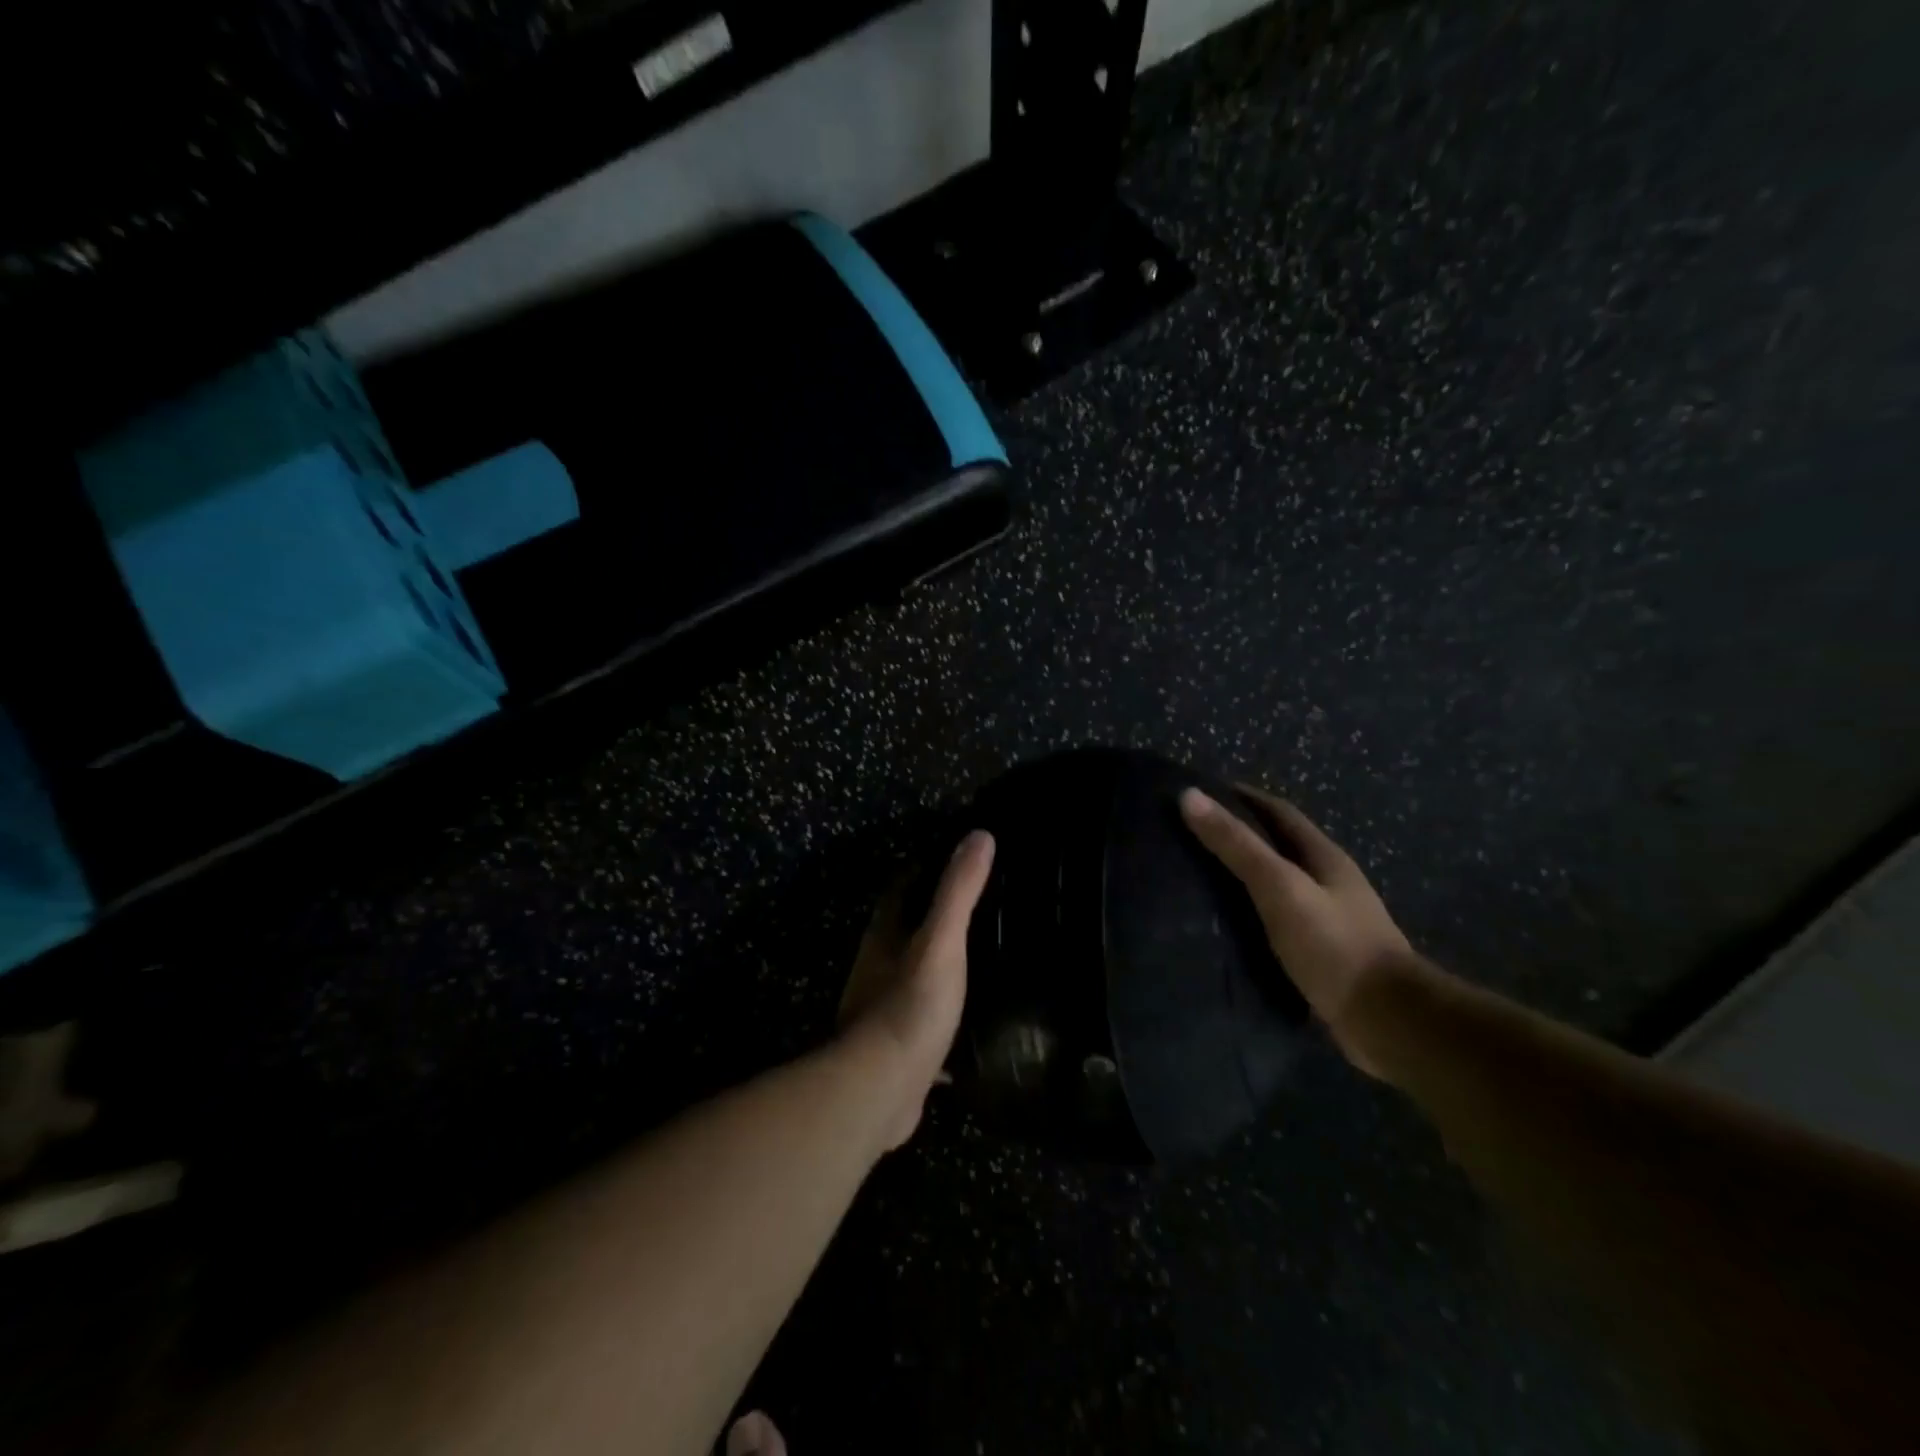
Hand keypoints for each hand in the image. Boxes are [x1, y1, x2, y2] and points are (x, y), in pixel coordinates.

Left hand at [838, 830, 995, 1147]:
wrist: (882, 1088)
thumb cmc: (910, 1005)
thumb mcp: (941, 942)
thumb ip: (959, 892)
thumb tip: (980, 835)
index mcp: (884, 938)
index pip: (899, 891)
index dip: (921, 871)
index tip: (952, 858)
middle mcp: (877, 969)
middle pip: (904, 933)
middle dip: (932, 919)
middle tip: (976, 909)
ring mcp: (884, 1011)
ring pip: (912, 977)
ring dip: (936, 967)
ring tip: (979, 960)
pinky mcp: (898, 1050)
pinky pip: (924, 1024)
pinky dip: (943, 1019)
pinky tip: (972, 1027)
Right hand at [1180, 786, 1418, 1076]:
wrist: (1389, 1022)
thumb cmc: (1334, 944)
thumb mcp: (1279, 887)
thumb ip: (1236, 845)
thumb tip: (1189, 795)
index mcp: (1324, 856)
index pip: (1278, 811)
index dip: (1242, 798)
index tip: (1200, 794)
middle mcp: (1329, 881)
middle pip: (1279, 845)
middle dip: (1239, 835)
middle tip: (1189, 836)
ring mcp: (1329, 918)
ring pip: (1278, 884)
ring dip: (1244, 876)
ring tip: (1197, 878)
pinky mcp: (1322, 953)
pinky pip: (1278, 920)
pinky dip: (1251, 913)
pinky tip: (1226, 925)